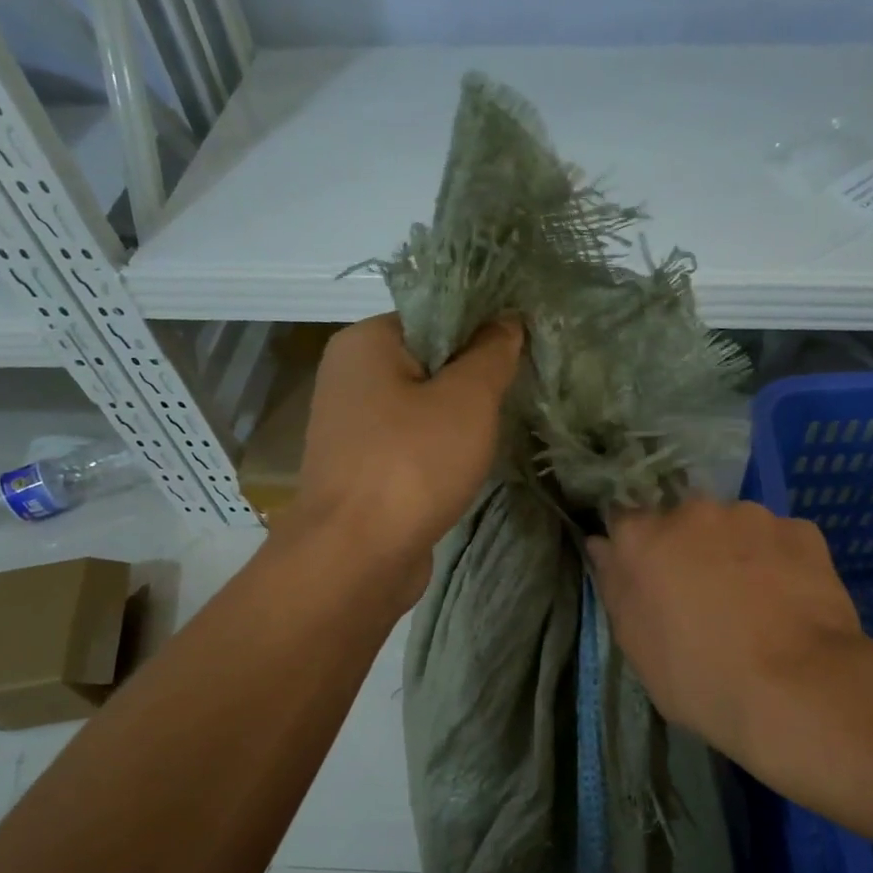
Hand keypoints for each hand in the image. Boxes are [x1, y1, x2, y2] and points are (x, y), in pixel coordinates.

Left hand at [287, 313, 523, 600]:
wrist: (356, 558)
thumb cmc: (412, 465)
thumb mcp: (467, 399)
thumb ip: (491, 353)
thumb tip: (508, 320)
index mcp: (365, 343)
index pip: (434, 315)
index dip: (482, 329)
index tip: (522, 351)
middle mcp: (350, 378)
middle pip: (428, 361)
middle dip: (474, 379)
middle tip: (519, 392)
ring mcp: (353, 428)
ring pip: (422, 408)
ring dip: (460, 419)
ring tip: (501, 428)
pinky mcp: (363, 470)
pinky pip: (412, 445)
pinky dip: (441, 451)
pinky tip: (470, 464)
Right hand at [588, 498, 868, 770]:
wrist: (796, 688)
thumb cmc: (699, 677)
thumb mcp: (637, 646)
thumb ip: (616, 586)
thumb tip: (602, 545)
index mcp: (645, 538)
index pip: (625, 521)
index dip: (635, 548)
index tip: (648, 578)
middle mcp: (694, 512)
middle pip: (683, 522)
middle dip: (689, 549)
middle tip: (704, 597)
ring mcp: (752, 516)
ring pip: (735, 527)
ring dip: (736, 552)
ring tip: (755, 602)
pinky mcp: (802, 530)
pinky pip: (780, 540)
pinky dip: (779, 561)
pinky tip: (789, 601)